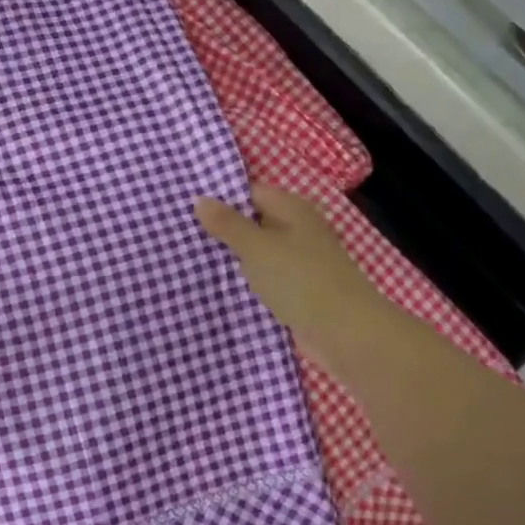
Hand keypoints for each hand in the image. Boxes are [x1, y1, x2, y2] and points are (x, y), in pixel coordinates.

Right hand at [194, 185, 386, 379]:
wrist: (345, 333)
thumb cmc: (300, 279)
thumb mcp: (257, 247)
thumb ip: (227, 224)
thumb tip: (199, 198)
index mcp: (292, 209)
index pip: (250, 192)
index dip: (220, 198)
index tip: (184, 207)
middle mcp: (297, 230)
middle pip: (253, 222)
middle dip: (221, 229)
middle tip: (179, 234)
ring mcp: (299, 262)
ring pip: (257, 253)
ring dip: (231, 258)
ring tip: (188, 259)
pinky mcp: (297, 291)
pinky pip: (264, 279)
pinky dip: (245, 282)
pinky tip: (216, 287)